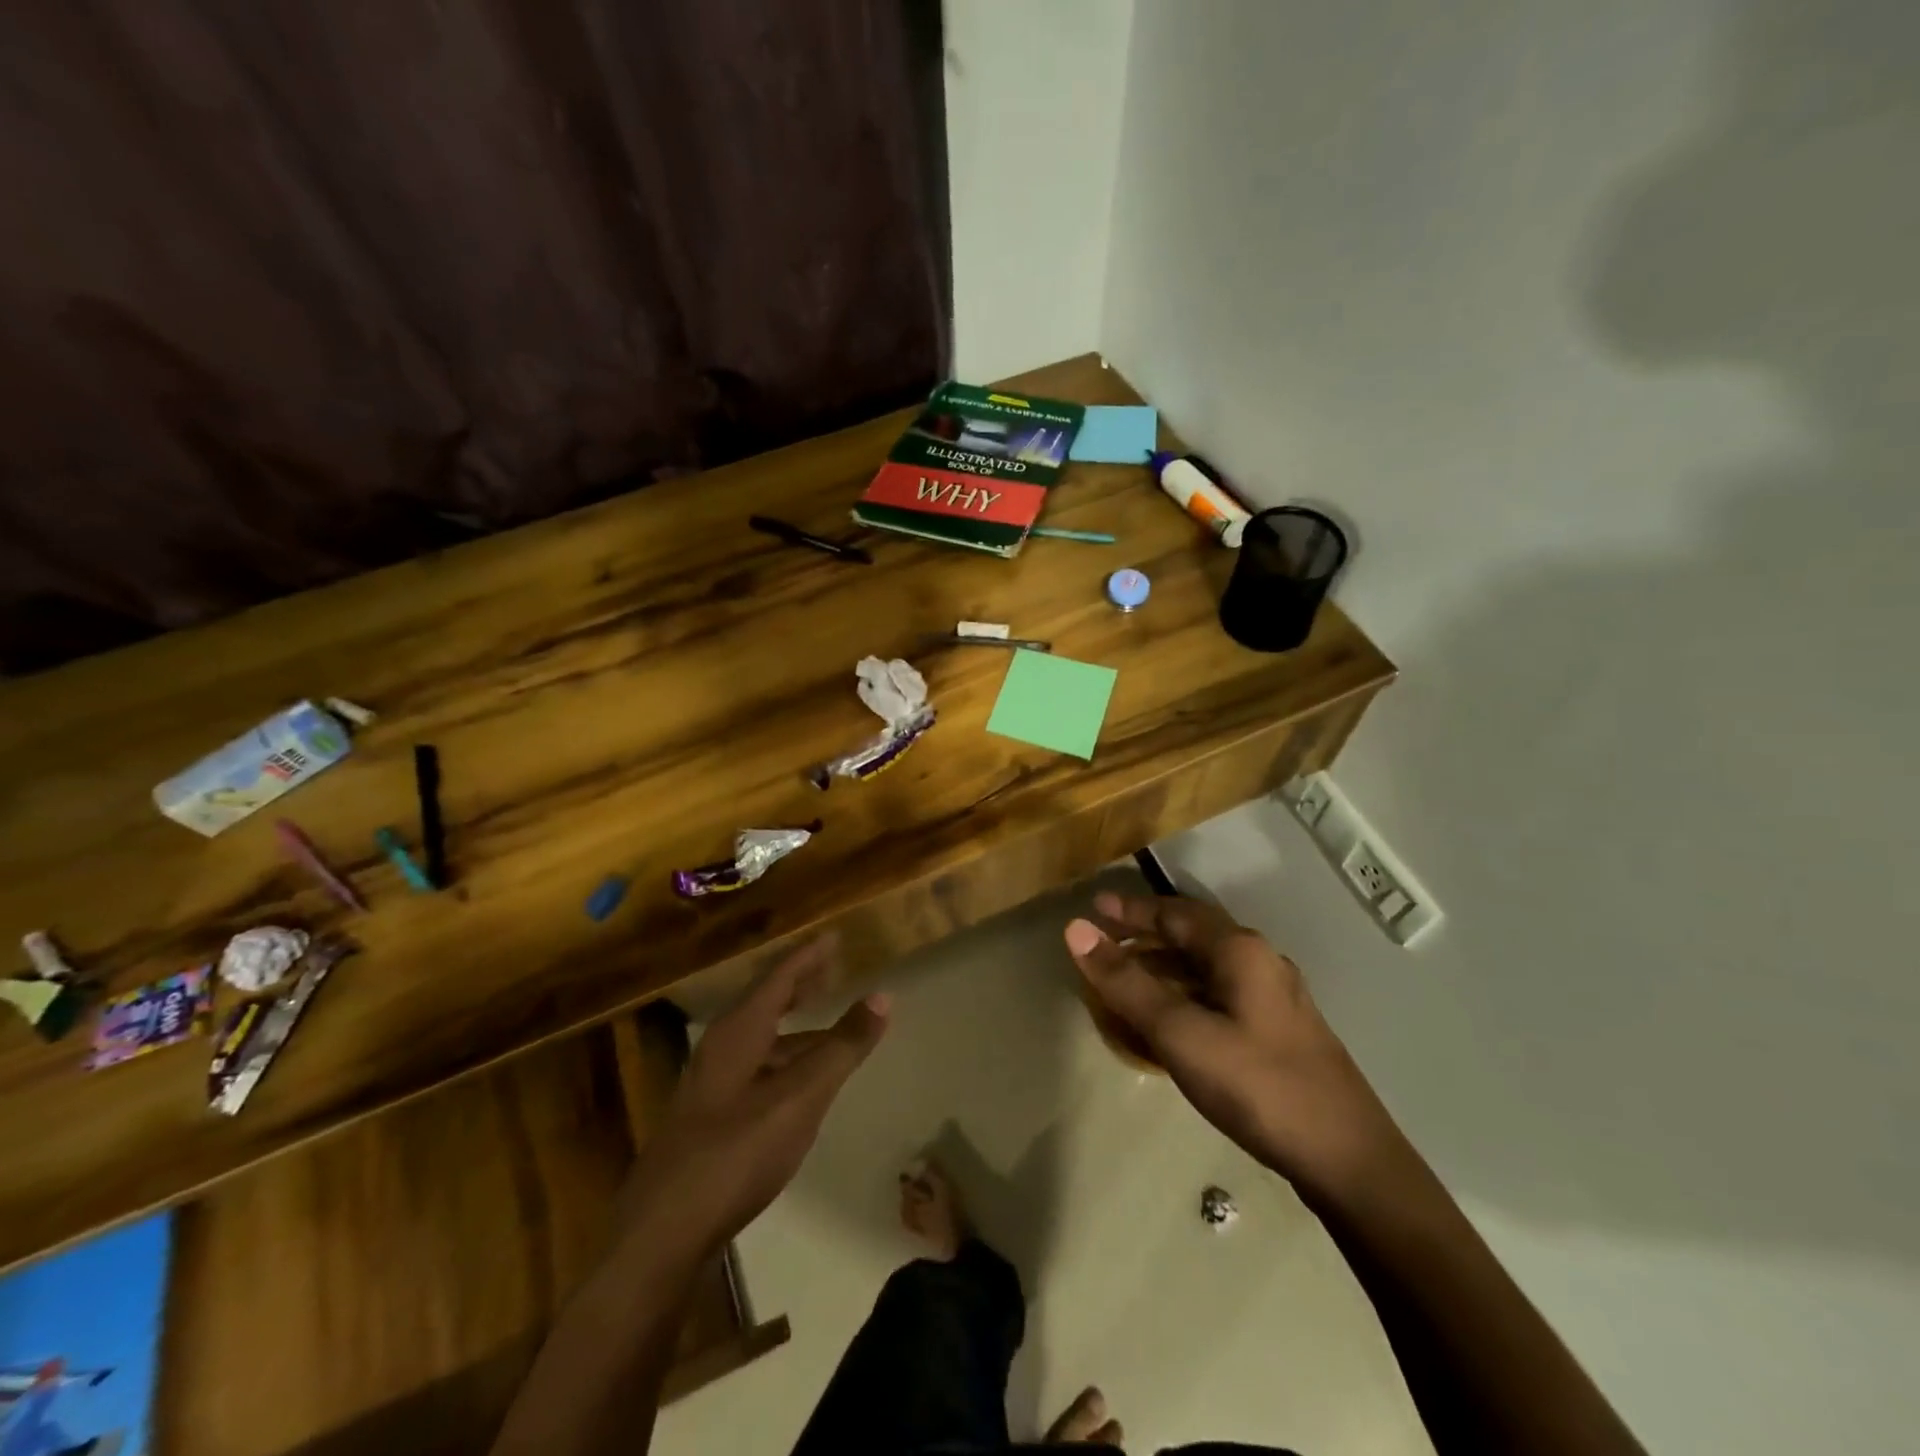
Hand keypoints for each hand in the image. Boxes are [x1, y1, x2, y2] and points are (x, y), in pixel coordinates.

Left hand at [618, 937, 888, 1262]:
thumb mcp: (800, 1097)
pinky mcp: (709, 1122)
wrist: (660, 1237)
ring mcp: (710, 1087)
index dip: (810, 955)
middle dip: (800, 984)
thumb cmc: (735, 1153)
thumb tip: (882, 995)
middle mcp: (721, 1049)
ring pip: (761, 1041)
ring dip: (795, 1028)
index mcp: (739, 1032)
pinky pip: (756, 1070)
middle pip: (766, 1003)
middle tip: (832, 970)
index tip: (835, 936)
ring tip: (828, 1028)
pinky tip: (798, 1086)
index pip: (779, 977)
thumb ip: (842, 1047)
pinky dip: (784, 1061)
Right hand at [1064, 892, 1405, 1200]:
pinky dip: (1186, 992)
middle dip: (1147, 934)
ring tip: (1128, 978)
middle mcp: (1260, 962)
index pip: (1174, 914)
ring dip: (1165, 965)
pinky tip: (1173, 1020)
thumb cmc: (1257, 1085)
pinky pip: (1220, 994)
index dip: (1131, 909)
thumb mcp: (1180, 1033)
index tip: (1095, 906)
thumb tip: (1076, 930)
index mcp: (1240, 950)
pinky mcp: (1280, 1031)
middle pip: (1193, 935)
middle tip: (1106, 940)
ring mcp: (1275, 998)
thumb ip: (1126, 982)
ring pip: (1207, 966)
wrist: (1349, 1160)